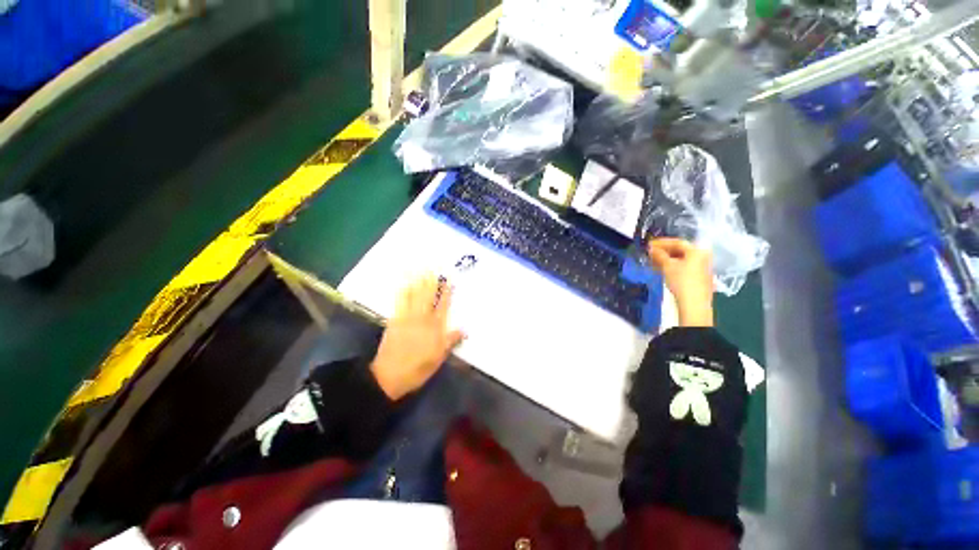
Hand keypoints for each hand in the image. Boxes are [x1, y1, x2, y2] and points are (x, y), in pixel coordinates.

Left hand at [371, 274, 464, 400]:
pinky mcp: (395, 320)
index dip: (446, 292)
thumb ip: (450, 341)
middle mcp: (422, 319)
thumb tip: (464, 329)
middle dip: (431, 282)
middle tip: (434, 268)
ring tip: (421, 270)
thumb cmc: (418, 368)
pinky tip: (404, 284)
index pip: (443, 306)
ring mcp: (407, 318)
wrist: (389, 376)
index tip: (449, 280)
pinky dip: (403, 292)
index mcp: (435, 327)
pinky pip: (400, 302)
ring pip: (414, 296)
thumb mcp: (438, 357)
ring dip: (418, 282)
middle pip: (428, 296)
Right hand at [647, 238, 713, 326]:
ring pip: (681, 259)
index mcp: (697, 251)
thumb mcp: (667, 266)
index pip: (677, 242)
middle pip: (681, 250)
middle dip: (664, 251)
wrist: (694, 304)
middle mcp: (702, 256)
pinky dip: (672, 266)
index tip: (648, 244)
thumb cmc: (681, 281)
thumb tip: (650, 248)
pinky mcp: (699, 277)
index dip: (661, 242)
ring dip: (666, 259)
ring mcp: (702, 267)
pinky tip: (662, 269)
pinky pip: (684, 267)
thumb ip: (659, 255)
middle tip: (650, 253)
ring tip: (653, 261)